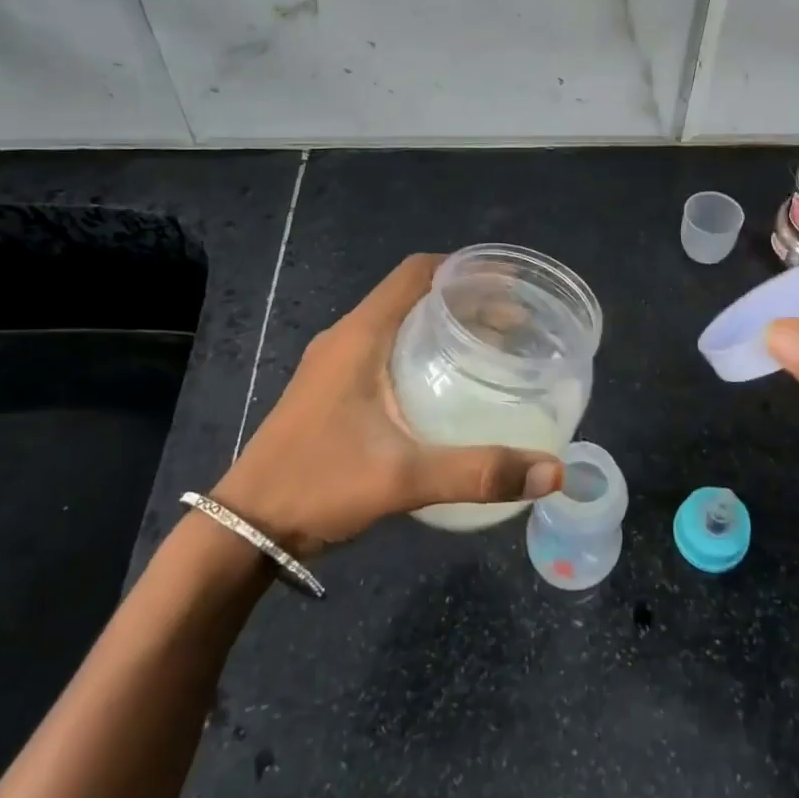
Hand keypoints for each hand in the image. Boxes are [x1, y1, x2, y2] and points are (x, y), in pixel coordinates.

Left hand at [211, 254, 563, 554]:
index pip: (417, 272)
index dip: (465, 269)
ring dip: (443, 326)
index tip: (510, 286)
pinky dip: (423, 352)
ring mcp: (335, 363)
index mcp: (361, 334)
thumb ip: (478, 472)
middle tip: (515, 325)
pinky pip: (386, 350)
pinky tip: (447, 387)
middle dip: (465, 301)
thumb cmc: (318, 484)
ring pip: (399, 323)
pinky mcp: (332, 388)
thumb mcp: (403, 478)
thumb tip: (554, 470)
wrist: (244, 528)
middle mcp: (347, 337)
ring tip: (491, 350)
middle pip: (414, 295)